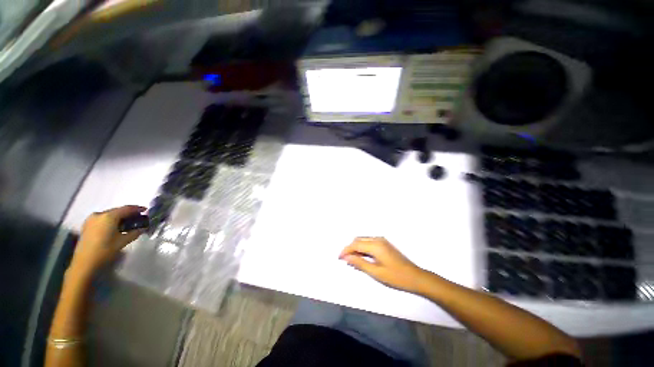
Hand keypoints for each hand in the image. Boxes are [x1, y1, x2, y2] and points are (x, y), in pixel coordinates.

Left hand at [69, 205, 146, 278]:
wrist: (84, 263)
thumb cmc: (105, 250)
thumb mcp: (123, 241)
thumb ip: (135, 232)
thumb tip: (143, 228)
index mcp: (109, 216)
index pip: (127, 209)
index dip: (137, 209)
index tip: (146, 210)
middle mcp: (99, 214)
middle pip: (117, 211)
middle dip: (128, 213)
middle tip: (138, 218)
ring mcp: (91, 219)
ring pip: (110, 214)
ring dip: (120, 217)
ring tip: (128, 223)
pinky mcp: (87, 225)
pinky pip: (103, 219)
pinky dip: (111, 221)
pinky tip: (116, 226)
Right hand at [339, 237, 426, 292]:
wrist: (415, 277)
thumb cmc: (396, 276)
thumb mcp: (376, 272)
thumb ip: (360, 263)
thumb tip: (346, 257)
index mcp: (375, 245)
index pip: (355, 244)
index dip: (346, 250)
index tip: (339, 258)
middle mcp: (378, 239)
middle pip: (358, 240)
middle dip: (350, 248)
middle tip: (345, 260)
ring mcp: (382, 241)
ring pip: (363, 240)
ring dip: (356, 248)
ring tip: (352, 260)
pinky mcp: (385, 244)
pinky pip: (369, 242)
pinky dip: (363, 248)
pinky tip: (362, 257)